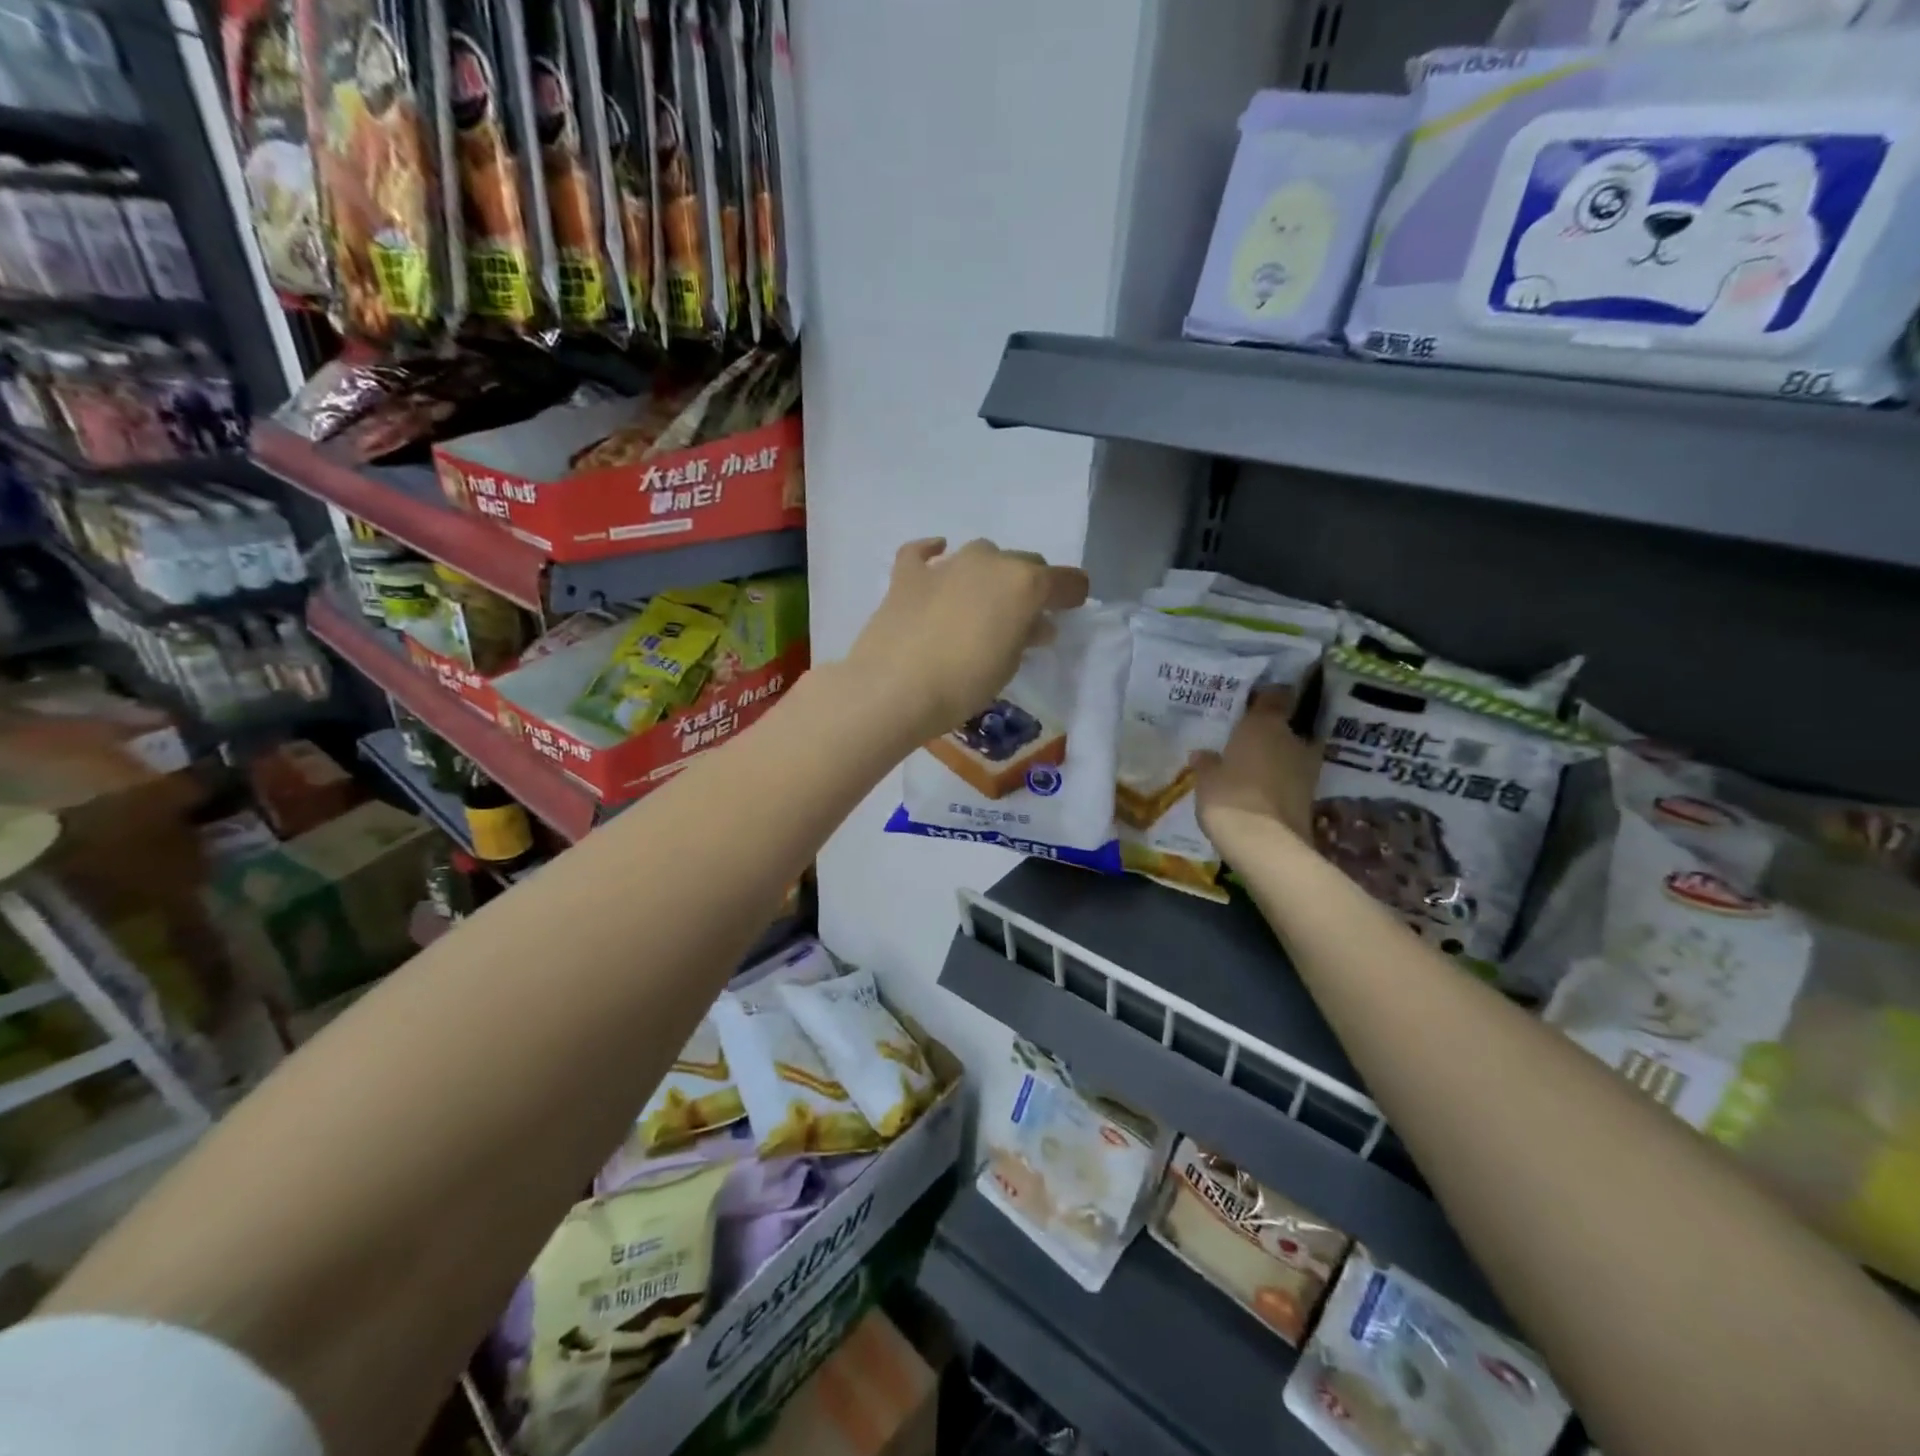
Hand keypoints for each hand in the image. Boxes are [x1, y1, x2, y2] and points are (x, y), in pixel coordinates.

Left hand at [843, 538, 1089, 742]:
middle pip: (1024, 563)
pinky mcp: (908, 575)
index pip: (1065, 580)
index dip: (1071, 595)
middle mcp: (990, 562)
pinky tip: (936, 558)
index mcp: (1024, 583)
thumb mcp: (1008, 665)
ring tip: (982, 603)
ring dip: (989, 573)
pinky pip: (923, 553)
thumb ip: (1026, 636)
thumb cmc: (963, 684)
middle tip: (1022, 617)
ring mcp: (946, 564)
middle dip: (1029, 585)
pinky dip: (933, 553)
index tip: (1068, 611)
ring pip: (981, 555)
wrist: (893, 688)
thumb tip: (1035, 624)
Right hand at [1194, 693, 1319, 844]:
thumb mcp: (1206, 778)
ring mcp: (1307, 768)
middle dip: (1270, 732)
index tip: (1251, 702)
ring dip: (1278, 759)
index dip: (1265, 697)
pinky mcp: (1312, 796)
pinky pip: (1293, 779)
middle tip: (1248, 740)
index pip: (1274, 696)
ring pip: (1291, 753)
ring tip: (1254, 768)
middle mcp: (1292, 739)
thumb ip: (1207, 762)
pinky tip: (1263, 791)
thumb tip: (1202, 754)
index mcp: (1265, 724)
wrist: (1265, 844)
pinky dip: (1281, 782)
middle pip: (1285, 726)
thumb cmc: (1228, 797)